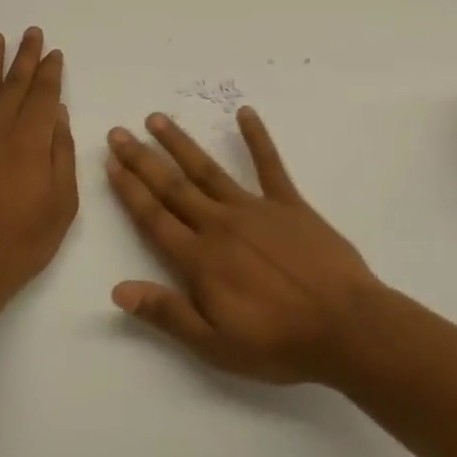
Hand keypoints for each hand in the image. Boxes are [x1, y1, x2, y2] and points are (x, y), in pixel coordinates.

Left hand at [0, 28, 78, 307]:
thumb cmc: (23, 242)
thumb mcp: (62, 204)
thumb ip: (61, 154)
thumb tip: (57, 114)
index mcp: (30, 141)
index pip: (43, 95)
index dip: (50, 72)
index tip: (54, 53)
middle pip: (14, 84)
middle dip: (25, 57)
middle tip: (32, 33)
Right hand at [105, 108, 385, 383]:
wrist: (346, 327)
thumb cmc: (277, 342)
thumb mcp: (214, 343)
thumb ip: (166, 313)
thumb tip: (117, 290)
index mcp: (199, 259)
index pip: (153, 217)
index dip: (129, 190)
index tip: (110, 163)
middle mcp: (220, 225)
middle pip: (172, 186)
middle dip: (142, 159)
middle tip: (119, 132)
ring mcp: (255, 209)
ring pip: (208, 170)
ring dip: (181, 143)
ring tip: (158, 119)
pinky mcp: (290, 204)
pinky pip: (270, 164)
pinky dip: (257, 138)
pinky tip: (245, 113)